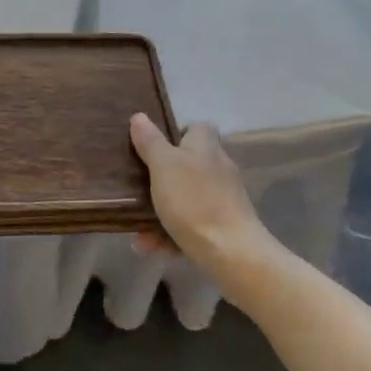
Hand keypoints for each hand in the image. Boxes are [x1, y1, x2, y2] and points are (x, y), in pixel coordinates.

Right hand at [129, 114, 276, 277]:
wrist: (233, 254)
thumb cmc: (194, 201)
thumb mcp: (163, 166)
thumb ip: (150, 141)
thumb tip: (139, 116)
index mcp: (206, 147)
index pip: (197, 128)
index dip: (176, 133)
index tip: (154, 147)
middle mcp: (219, 168)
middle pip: (189, 164)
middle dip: (162, 178)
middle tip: (138, 187)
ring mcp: (225, 199)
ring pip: (187, 198)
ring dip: (162, 211)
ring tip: (139, 229)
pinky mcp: (226, 227)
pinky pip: (193, 225)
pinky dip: (173, 235)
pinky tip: (153, 247)